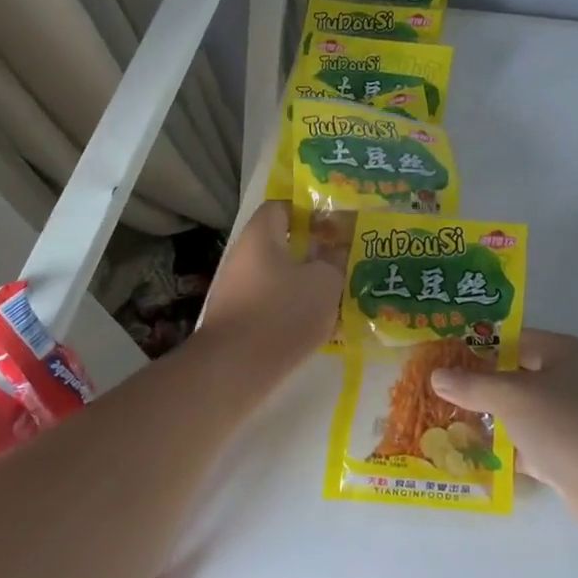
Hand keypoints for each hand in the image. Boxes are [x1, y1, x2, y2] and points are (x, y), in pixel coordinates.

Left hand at [201, 202, 341, 360]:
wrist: (234, 370)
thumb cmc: (282, 314)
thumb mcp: (324, 283)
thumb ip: (335, 260)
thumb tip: (335, 249)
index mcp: (261, 235)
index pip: (282, 207)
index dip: (309, 212)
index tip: (335, 229)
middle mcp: (243, 256)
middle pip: (281, 244)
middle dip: (313, 253)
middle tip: (343, 263)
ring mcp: (236, 289)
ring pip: (278, 277)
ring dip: (305, 285)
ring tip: (336, 297)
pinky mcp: (237, 319)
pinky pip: (270, 304)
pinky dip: (292, 309)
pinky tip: (315, 327)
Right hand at [428, 329, 577, 538]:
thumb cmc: (567, 426)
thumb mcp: (512, 397)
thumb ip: (472, 385)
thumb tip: (437, 375)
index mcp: (563, 352)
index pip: (513, 339)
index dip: (478, 346)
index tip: (441, 357)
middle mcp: (569, 380)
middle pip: (514, 377)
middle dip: (478, 387)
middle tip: (436, 392)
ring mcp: (572, 420)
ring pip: (520, 414)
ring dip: (489, 421)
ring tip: (444, 424)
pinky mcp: (569, 455)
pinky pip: (528, 445)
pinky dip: (505, 451)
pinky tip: (471, 457)